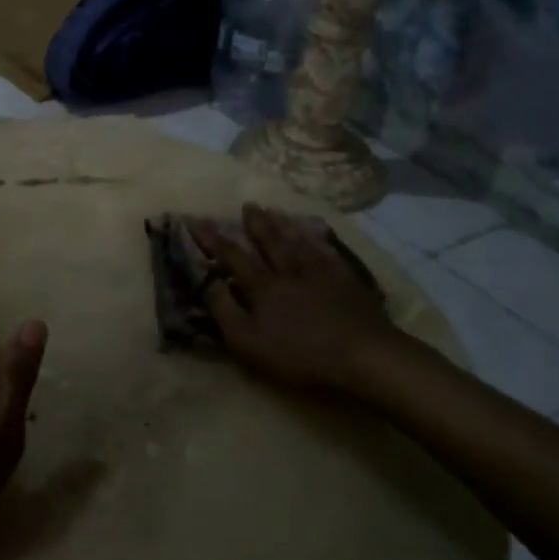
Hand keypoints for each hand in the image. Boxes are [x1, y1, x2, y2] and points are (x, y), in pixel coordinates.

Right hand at [188, 204, 403, 395]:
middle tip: (247, 205)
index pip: (231, 255)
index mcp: (262, 286)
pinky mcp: (346, 280)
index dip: (211, 238)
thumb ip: (224, 311)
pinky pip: (327, 251)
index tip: (195, 220)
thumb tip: (206, 282)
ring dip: (284, 224)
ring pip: (298, 240)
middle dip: (255, 223)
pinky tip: (315, 233)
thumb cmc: (299, 354)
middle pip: (269, 240)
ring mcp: (321, 272)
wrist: (364, 354)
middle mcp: (289, 270)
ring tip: (274, 210)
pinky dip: (317, 238)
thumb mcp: (248, 342)